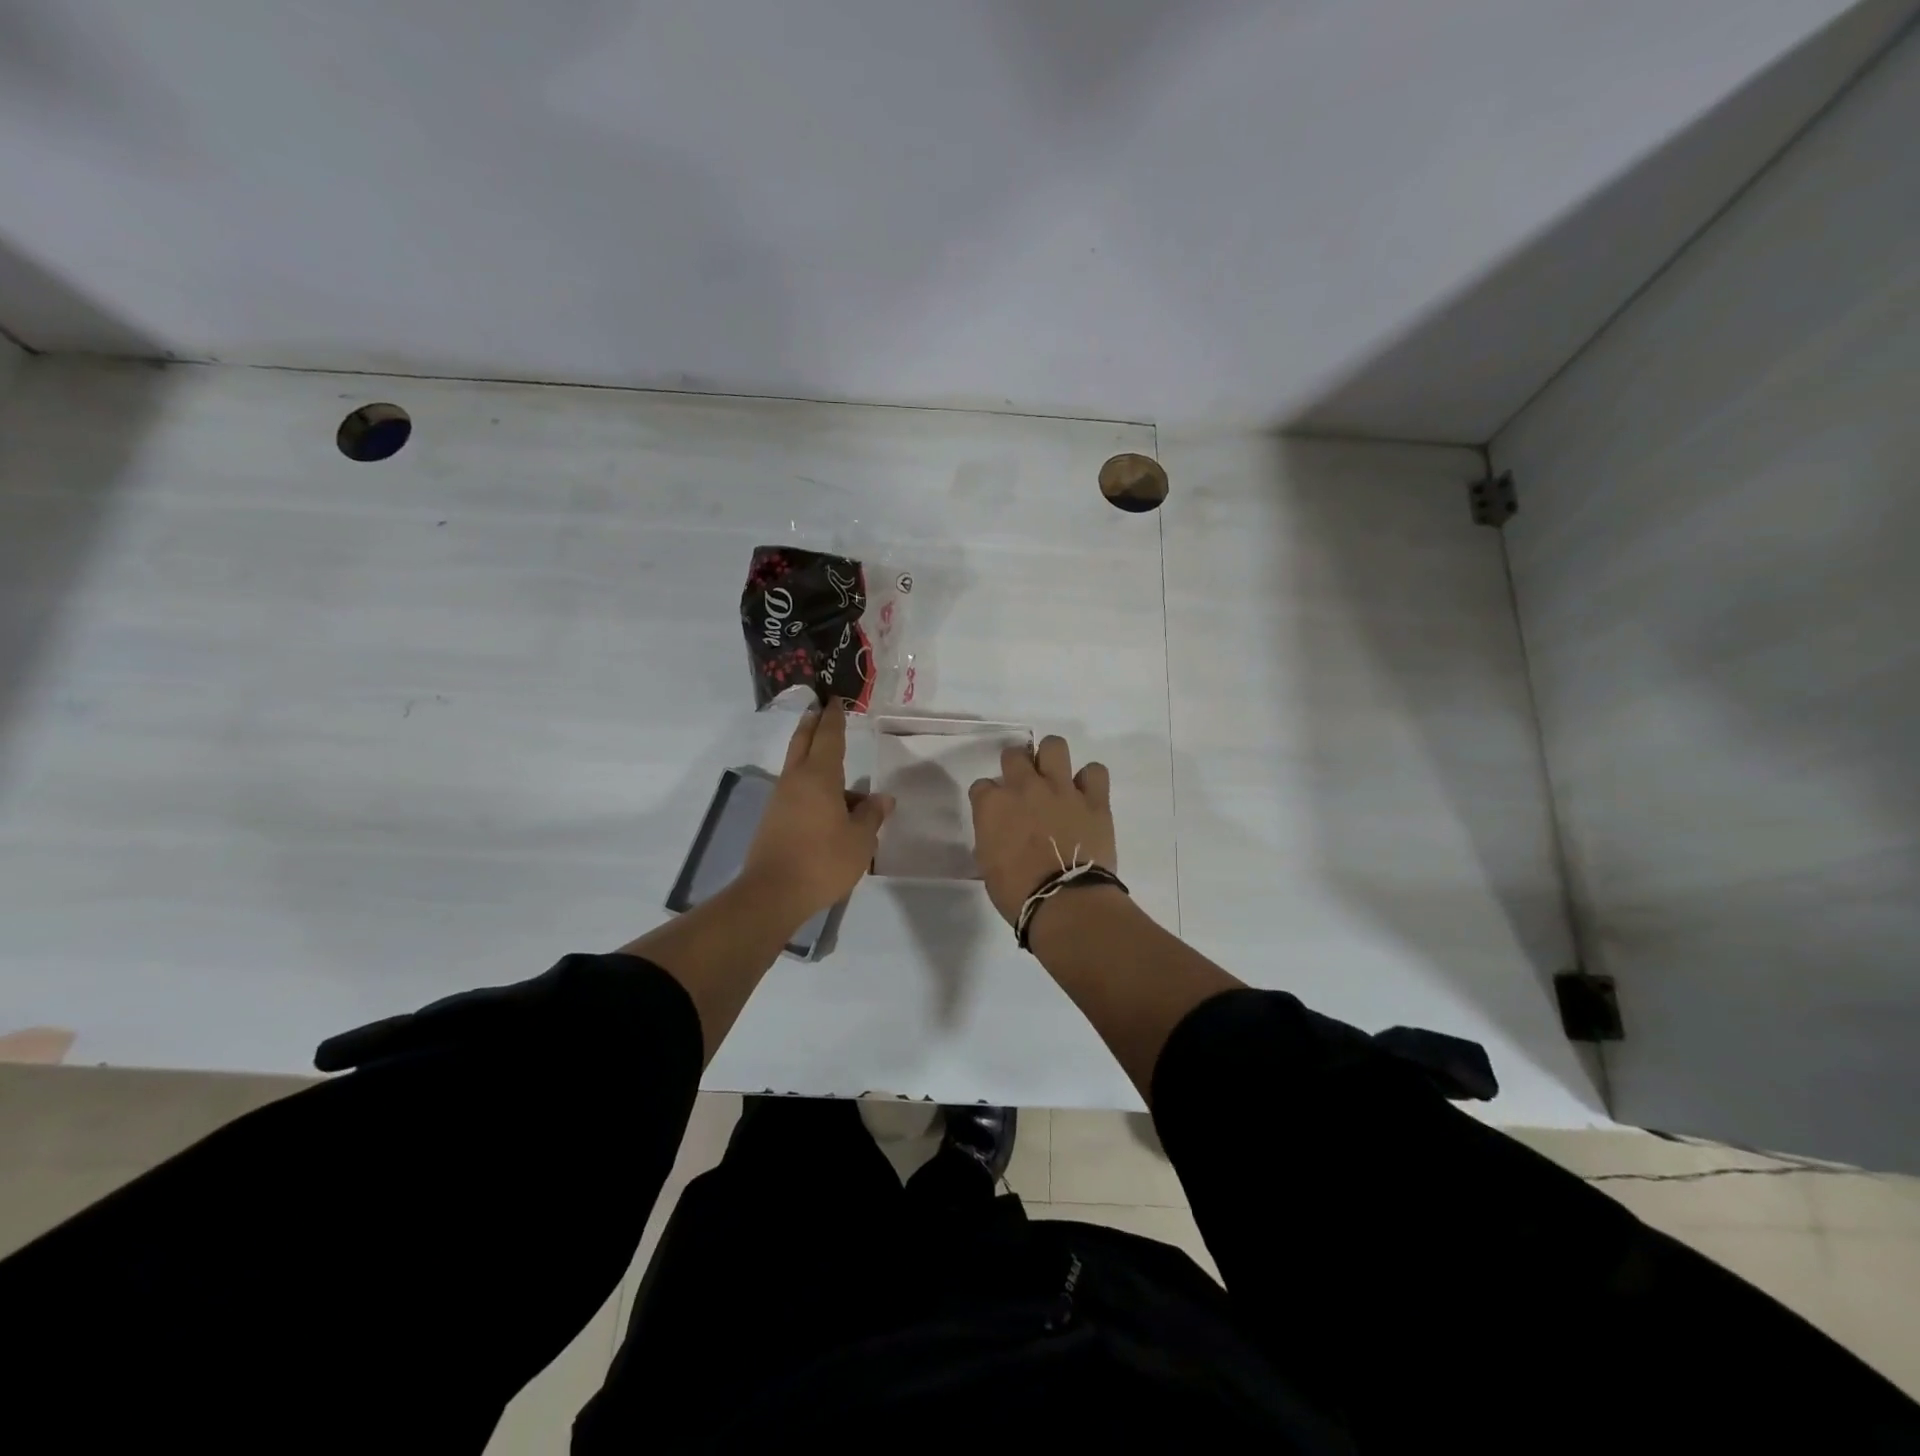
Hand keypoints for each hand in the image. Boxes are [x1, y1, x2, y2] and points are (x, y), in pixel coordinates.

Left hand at [742, 700, 892, 929]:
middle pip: (803, 742)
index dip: (834, 718)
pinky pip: (796, 791)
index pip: (829, 737)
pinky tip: (828, 805)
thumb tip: (882, 798)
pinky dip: (811, 785)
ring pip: (798, 768)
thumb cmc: (823, 861)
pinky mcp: (773, 819)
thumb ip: (871, 815)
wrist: (773, 893)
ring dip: (813, 758)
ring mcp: (780, 800)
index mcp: (819, 777)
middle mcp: (796, 780)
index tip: (835, 701)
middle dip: (813, 724)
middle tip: (819, 709)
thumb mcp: (860, 840)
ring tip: (839, 769)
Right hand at [968, 735, 1115, 926]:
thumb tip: (1000, 832)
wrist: (1064, 901)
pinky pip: (1095, 771)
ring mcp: (1061, 789)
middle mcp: (1025, 787)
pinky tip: (1086, 793)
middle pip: (1014, 755)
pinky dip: (1090, 780)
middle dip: (1015, 766)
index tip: (995, 812)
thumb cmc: (1017, 892)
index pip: (982, 786)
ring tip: (1054, 777)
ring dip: (1051, 758)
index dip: (988, 798)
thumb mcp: (988, 864)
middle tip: (1023, 787)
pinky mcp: (1094, 800)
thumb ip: (991, 836)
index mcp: (993, 805)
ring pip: (1054, 746)